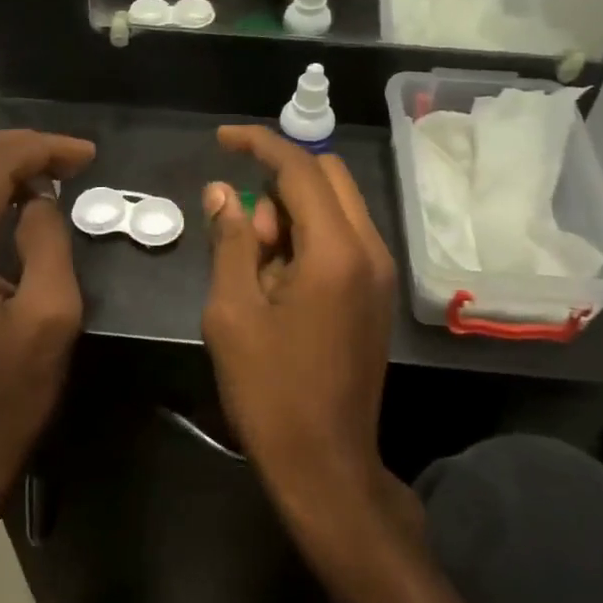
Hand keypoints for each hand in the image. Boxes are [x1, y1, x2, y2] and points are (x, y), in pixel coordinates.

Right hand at [199, 126, 399, 513]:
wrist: (327, 463)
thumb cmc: (270, 390)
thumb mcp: (232, 312)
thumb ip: (231, 241)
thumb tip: (224, 191)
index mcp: (336, 251)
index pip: (300, 168)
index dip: (259, 144)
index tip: (222, 139)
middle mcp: (369, 249)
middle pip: (328, 177)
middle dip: (279, 178)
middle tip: (238, 220)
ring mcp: (379, 272)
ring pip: (337, 206)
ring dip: (293, 210)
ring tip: (254, 260)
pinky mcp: (376, 293)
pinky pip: (343, 236)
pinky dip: (309, 235)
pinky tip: (278, 276)